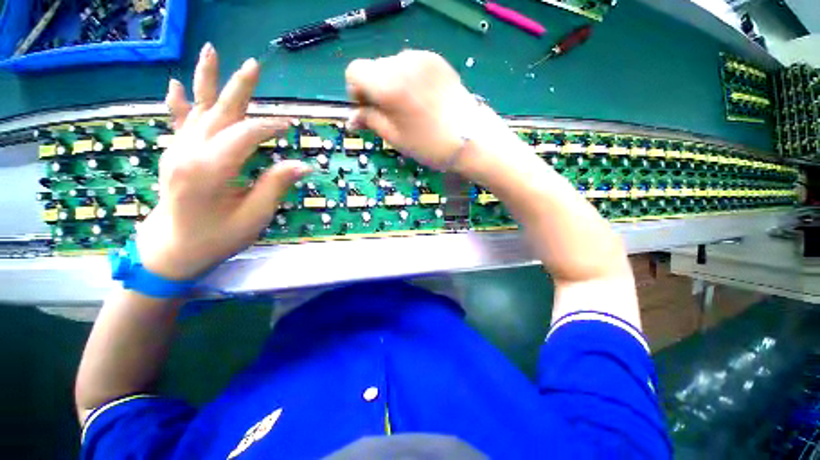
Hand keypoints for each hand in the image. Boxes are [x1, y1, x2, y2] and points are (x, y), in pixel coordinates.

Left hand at [136, 43, 310, 280]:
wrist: (172, 249)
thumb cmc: (217, 237)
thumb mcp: (254, 217)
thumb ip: (275, 186)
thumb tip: (303, 165)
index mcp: (210, 169)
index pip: (245, 134)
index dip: (270, 127)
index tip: (290, 125)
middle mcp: (189, 152)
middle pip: (219, 112)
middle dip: (238, 87)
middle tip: (254, 64)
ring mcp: (177, 151)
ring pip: (198, 110)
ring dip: (207, 81)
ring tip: (211, 52)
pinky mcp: (174, 155)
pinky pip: (177, 123)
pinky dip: (178, 103)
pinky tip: (175, 85)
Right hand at [345, 50, 484, 169]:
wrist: (470, 139)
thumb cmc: (429, 144)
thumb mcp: (395, 137)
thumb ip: (370, 121)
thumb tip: (352, 118)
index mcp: (388, 84)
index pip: (354, 72)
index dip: (356, 92)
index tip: (368, 110)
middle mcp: (403, 62)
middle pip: (373, 67)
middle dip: (374, 89)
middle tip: (389, 114)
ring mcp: (422, 57)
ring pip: (391, 65)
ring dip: (391, 84)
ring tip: (408, 108)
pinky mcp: (436, 59)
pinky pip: (411, 65)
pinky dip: (408, 79)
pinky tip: (421, 99)